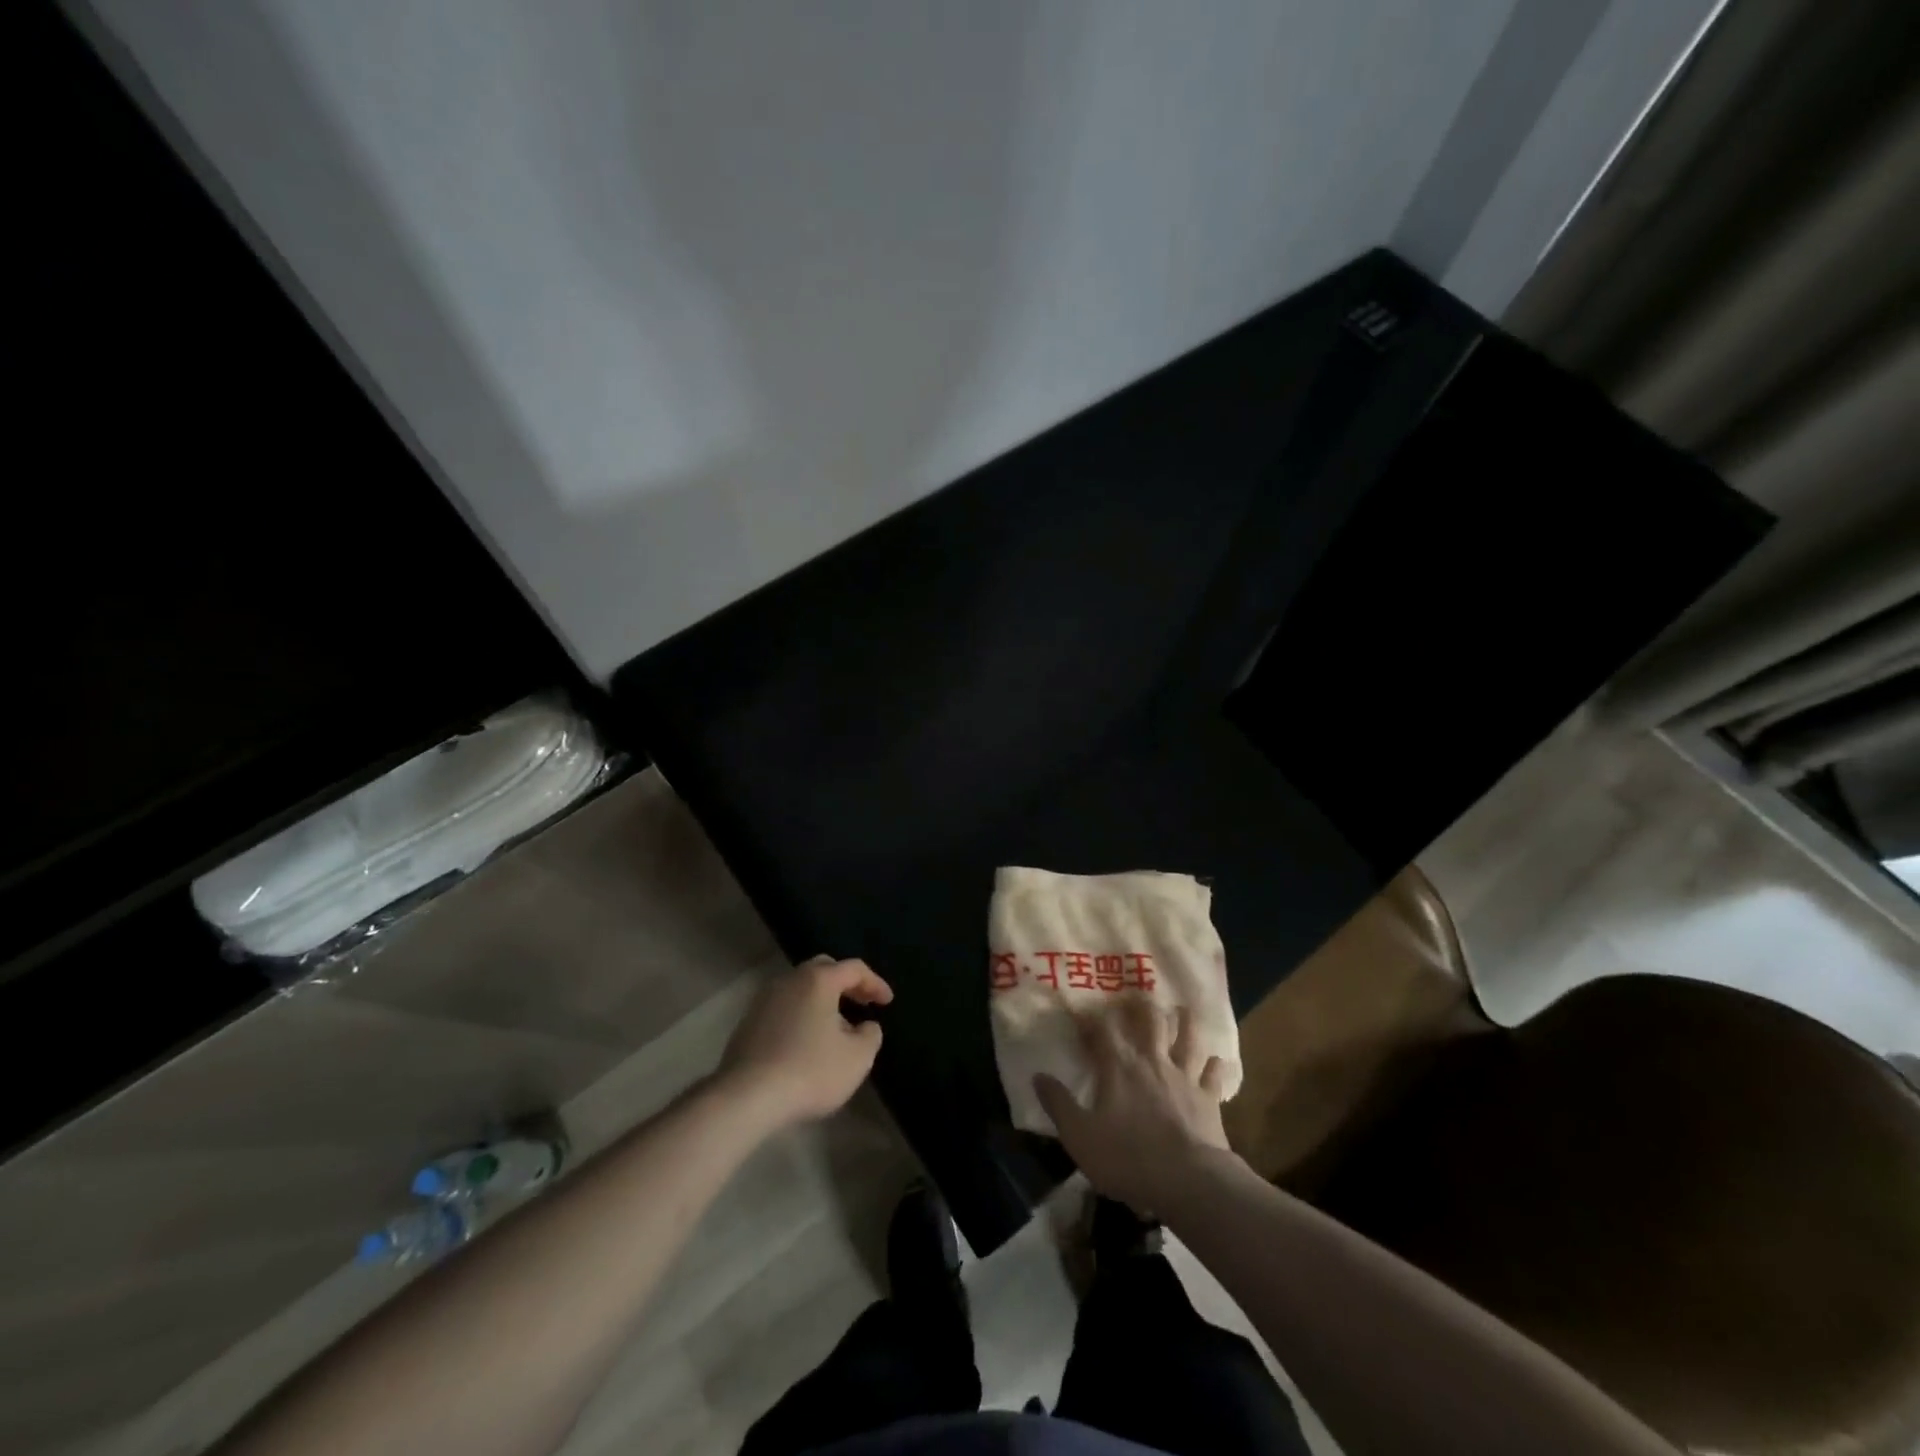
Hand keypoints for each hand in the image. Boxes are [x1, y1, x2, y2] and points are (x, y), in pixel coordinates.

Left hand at [717, 956, 892, 1129]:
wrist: (747, 1097)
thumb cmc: (810, 1071)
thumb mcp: (857, 1058)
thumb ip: (870, 1035)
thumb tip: (866, 1026)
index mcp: (818, 980)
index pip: (854, 969)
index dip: (875, 983)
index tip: (887, 1002)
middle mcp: (789, 980)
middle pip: (823, 969)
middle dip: (846, 983)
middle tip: (862, 1003)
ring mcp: (764, 1000)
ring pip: (800, 988)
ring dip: (822, 1000)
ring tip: (836, 1026)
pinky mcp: (747, 1023)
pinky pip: (783, 1008)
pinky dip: (801, 1015)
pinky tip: (807, 1041)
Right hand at [1034, 997, 1231, 1213]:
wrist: (1188, 1182)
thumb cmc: (1128, 1157)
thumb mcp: (1080, 1136)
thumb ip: (1059, 1104)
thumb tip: (1038, 1076)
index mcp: (1119, 1066)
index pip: (1103, 1029)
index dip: (1093, 1017)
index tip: (1083, 1010)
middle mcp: (1152, 1061)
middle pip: (1151, 1021)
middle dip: (1143, 1006)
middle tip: (1139, 995)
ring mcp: (1184, 1077)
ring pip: (1188, 1038)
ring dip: (1185, 1023)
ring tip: (1182, 1011)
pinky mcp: (1209, 1098)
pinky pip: (1214, 1074)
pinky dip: (1214, 1065)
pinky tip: (1215, 1060)